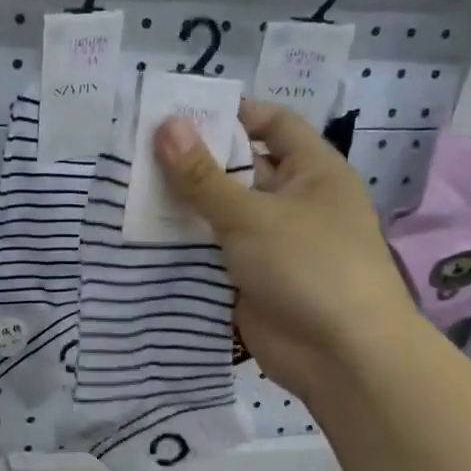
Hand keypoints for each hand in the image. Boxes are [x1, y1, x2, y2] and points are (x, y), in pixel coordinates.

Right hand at [155, 100, 417, 396]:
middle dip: (193, 161)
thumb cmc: (310, 266)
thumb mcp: (252, 215)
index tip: (179, 113)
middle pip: (238, 169)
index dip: (231, 113)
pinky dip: (183, 244)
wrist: (342, 356)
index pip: (272, 123)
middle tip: (137, 150)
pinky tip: (141, 235)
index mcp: (311, 171)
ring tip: (128, 189)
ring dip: (182, 205)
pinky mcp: (249, 278)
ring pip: (219, 213)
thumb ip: (203, 176)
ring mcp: (269, 242)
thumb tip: (164, 125)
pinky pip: (212, 251)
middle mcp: (292, 201)